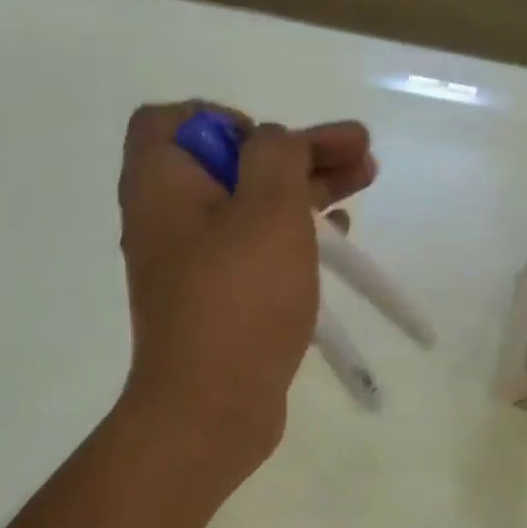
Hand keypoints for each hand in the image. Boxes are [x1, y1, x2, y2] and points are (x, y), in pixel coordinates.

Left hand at [116, 101, 374, 474]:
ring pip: (253, 209)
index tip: (275, 144)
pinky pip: (257, 254)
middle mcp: (169, 221)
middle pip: (232, 164)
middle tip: (361, 152)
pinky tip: (338, 238)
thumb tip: (273, 144)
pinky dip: (295, 237)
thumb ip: (277, 154)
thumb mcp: (268, 208)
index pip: (173, 121)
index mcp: (161, 185)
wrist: (213, 408)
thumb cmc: (239, 300)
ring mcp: (195, 268)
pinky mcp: (221, 305)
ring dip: (306, 190)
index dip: (228, 119)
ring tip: (366, 180)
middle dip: (298, 152)